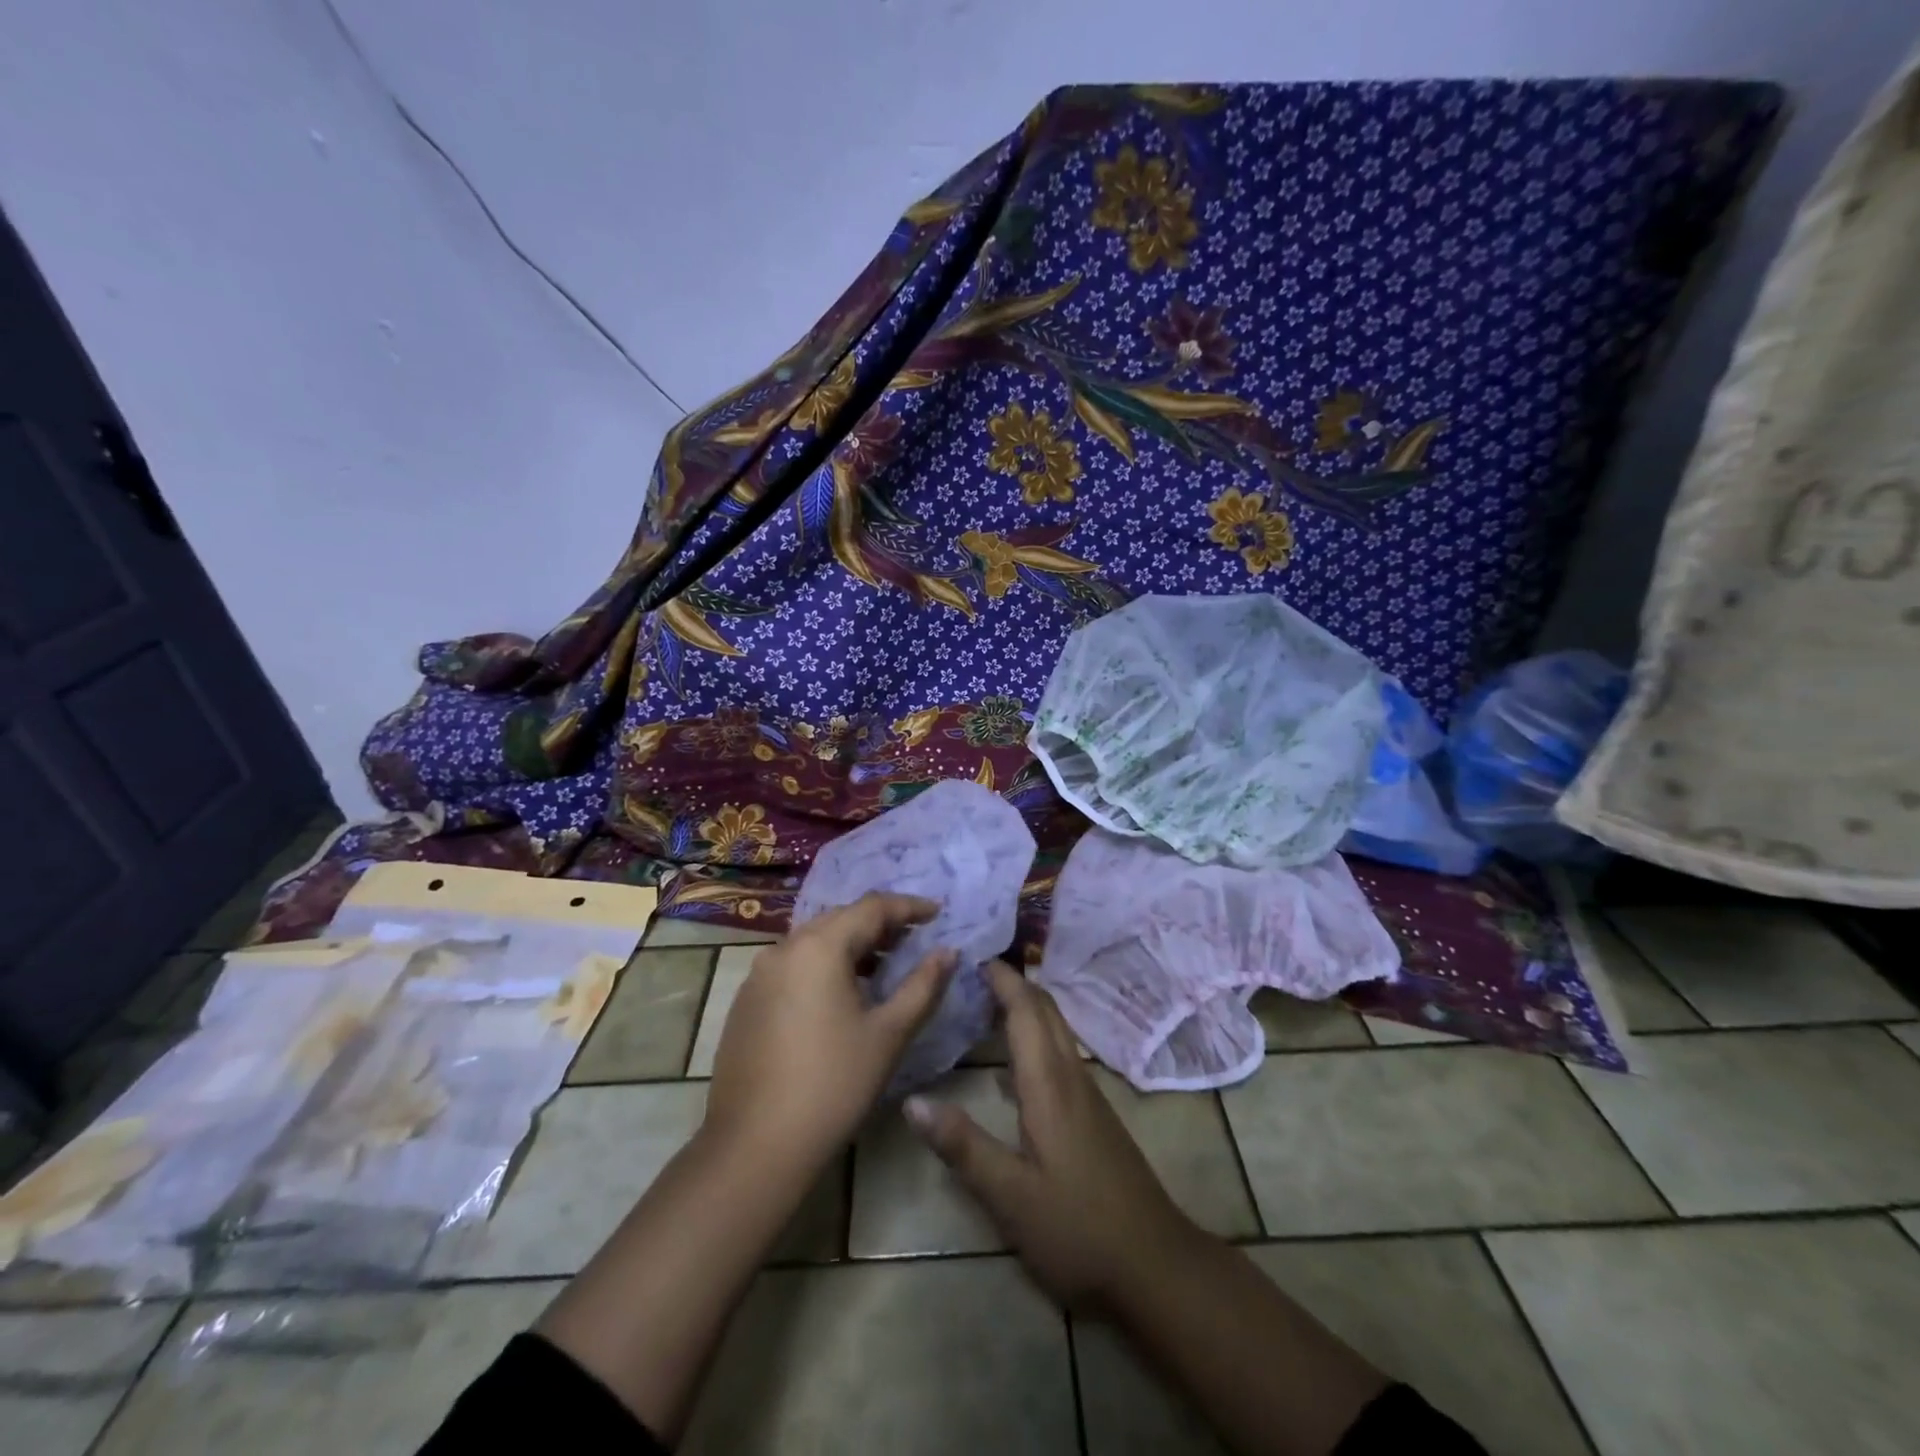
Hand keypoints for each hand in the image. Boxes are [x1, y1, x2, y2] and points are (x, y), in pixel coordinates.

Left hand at [702, 892, 955, 1174]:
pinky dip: (823, 967)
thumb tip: (949, 952)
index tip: (938, 913)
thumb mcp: (889, 1034)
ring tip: (882, 967)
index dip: (909, 907)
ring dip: (850, 946)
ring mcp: (759, 975)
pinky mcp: (746, 1002)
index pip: (872, 908)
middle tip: (913, 939)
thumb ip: (923, 986)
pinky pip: (793, 966)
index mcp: (820, 947)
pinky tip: (839, 997)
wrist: (755, 1147)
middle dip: (880, 924)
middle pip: (840, 919)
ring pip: (814, 942)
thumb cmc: (833, 1085)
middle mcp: (784, 948)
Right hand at [904, 961, 1197, 1311]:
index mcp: (1049, 1084)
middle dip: (1015, 983)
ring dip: (1026, 1008)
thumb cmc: (1078, 1229)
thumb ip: (963, 1146)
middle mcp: (1071, 1077)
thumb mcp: (1010, 1196)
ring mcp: (1088, 1095)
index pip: (1026, 1011)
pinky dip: (1035, 1037)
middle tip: (974, 970)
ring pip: (1056, 1032)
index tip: (973, 954)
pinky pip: (1060, 1055)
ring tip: (987, 1002)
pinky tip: (1014, 1064)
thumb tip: (911, 1100)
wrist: (1156, 1265)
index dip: (1003, 979)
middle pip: (1046, 1012)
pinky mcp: (1094, 1116)